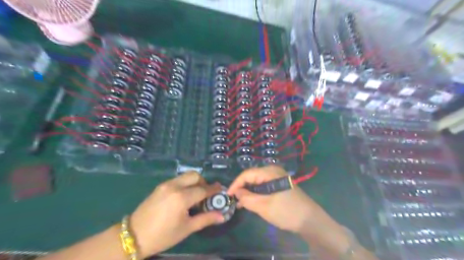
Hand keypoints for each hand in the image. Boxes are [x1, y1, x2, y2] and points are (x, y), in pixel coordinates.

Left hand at [131, 172, 224, 256]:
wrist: (134, 236)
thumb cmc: (163, 236)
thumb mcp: (186, 228)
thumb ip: (206, 219)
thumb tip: (222, 216)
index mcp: (182, 198)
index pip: (203, 189)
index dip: (214, 190)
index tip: (221, 190)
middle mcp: (175, 186)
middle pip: (195, 176)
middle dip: (204, 182)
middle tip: (206, 194)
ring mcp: (166, 184)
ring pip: (186, 176)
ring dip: (194, 182)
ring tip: (195, 195)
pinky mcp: (160, 186)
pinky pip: (178, 179)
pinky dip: (185, 184)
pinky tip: (183, 196)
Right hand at [228, 166, 322, 233]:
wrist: (310, 220)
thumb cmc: (286, 211)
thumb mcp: (264, 206)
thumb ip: (247, 198)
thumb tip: (236, 192)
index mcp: (269, 172)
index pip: (247, 174)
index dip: (235, 184)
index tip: (227, 195)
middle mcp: (273, 171)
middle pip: (252, 176)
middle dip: (242, 188)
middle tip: (233, 200)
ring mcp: (277, 177)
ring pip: (257, 182)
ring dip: (249, 192)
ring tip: (240, 203)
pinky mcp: (279, 185)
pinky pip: (264, 186)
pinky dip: (256, 193)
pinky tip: (251, 202)